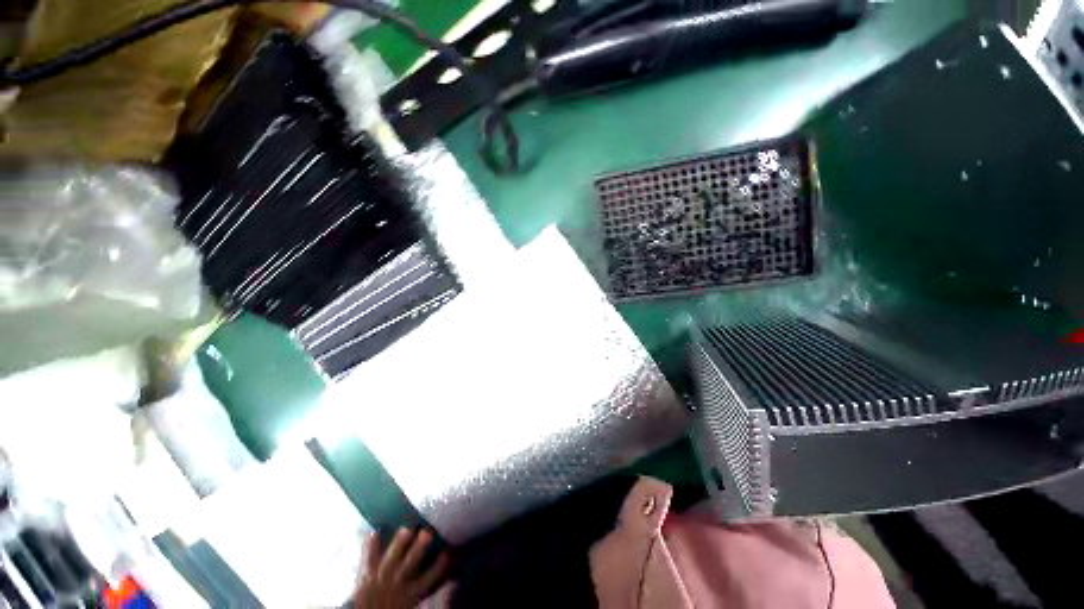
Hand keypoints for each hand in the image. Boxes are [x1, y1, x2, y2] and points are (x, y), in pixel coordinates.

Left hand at [355, 528, 449, 608]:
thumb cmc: (397, 606)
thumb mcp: (414, 600)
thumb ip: (429, 583)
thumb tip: (451, 567)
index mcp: (413, 592)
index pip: (431, 576)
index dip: (440, 565)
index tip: (448, 551)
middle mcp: (399, 582)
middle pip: (411, 563)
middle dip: (419, 547)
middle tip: (428, 532)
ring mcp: (382, 578)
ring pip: (392, 558)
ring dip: (399, 544)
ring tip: (407, 528)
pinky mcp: (367, 575)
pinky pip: (369, 559)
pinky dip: (371, 546)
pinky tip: (375, 532)